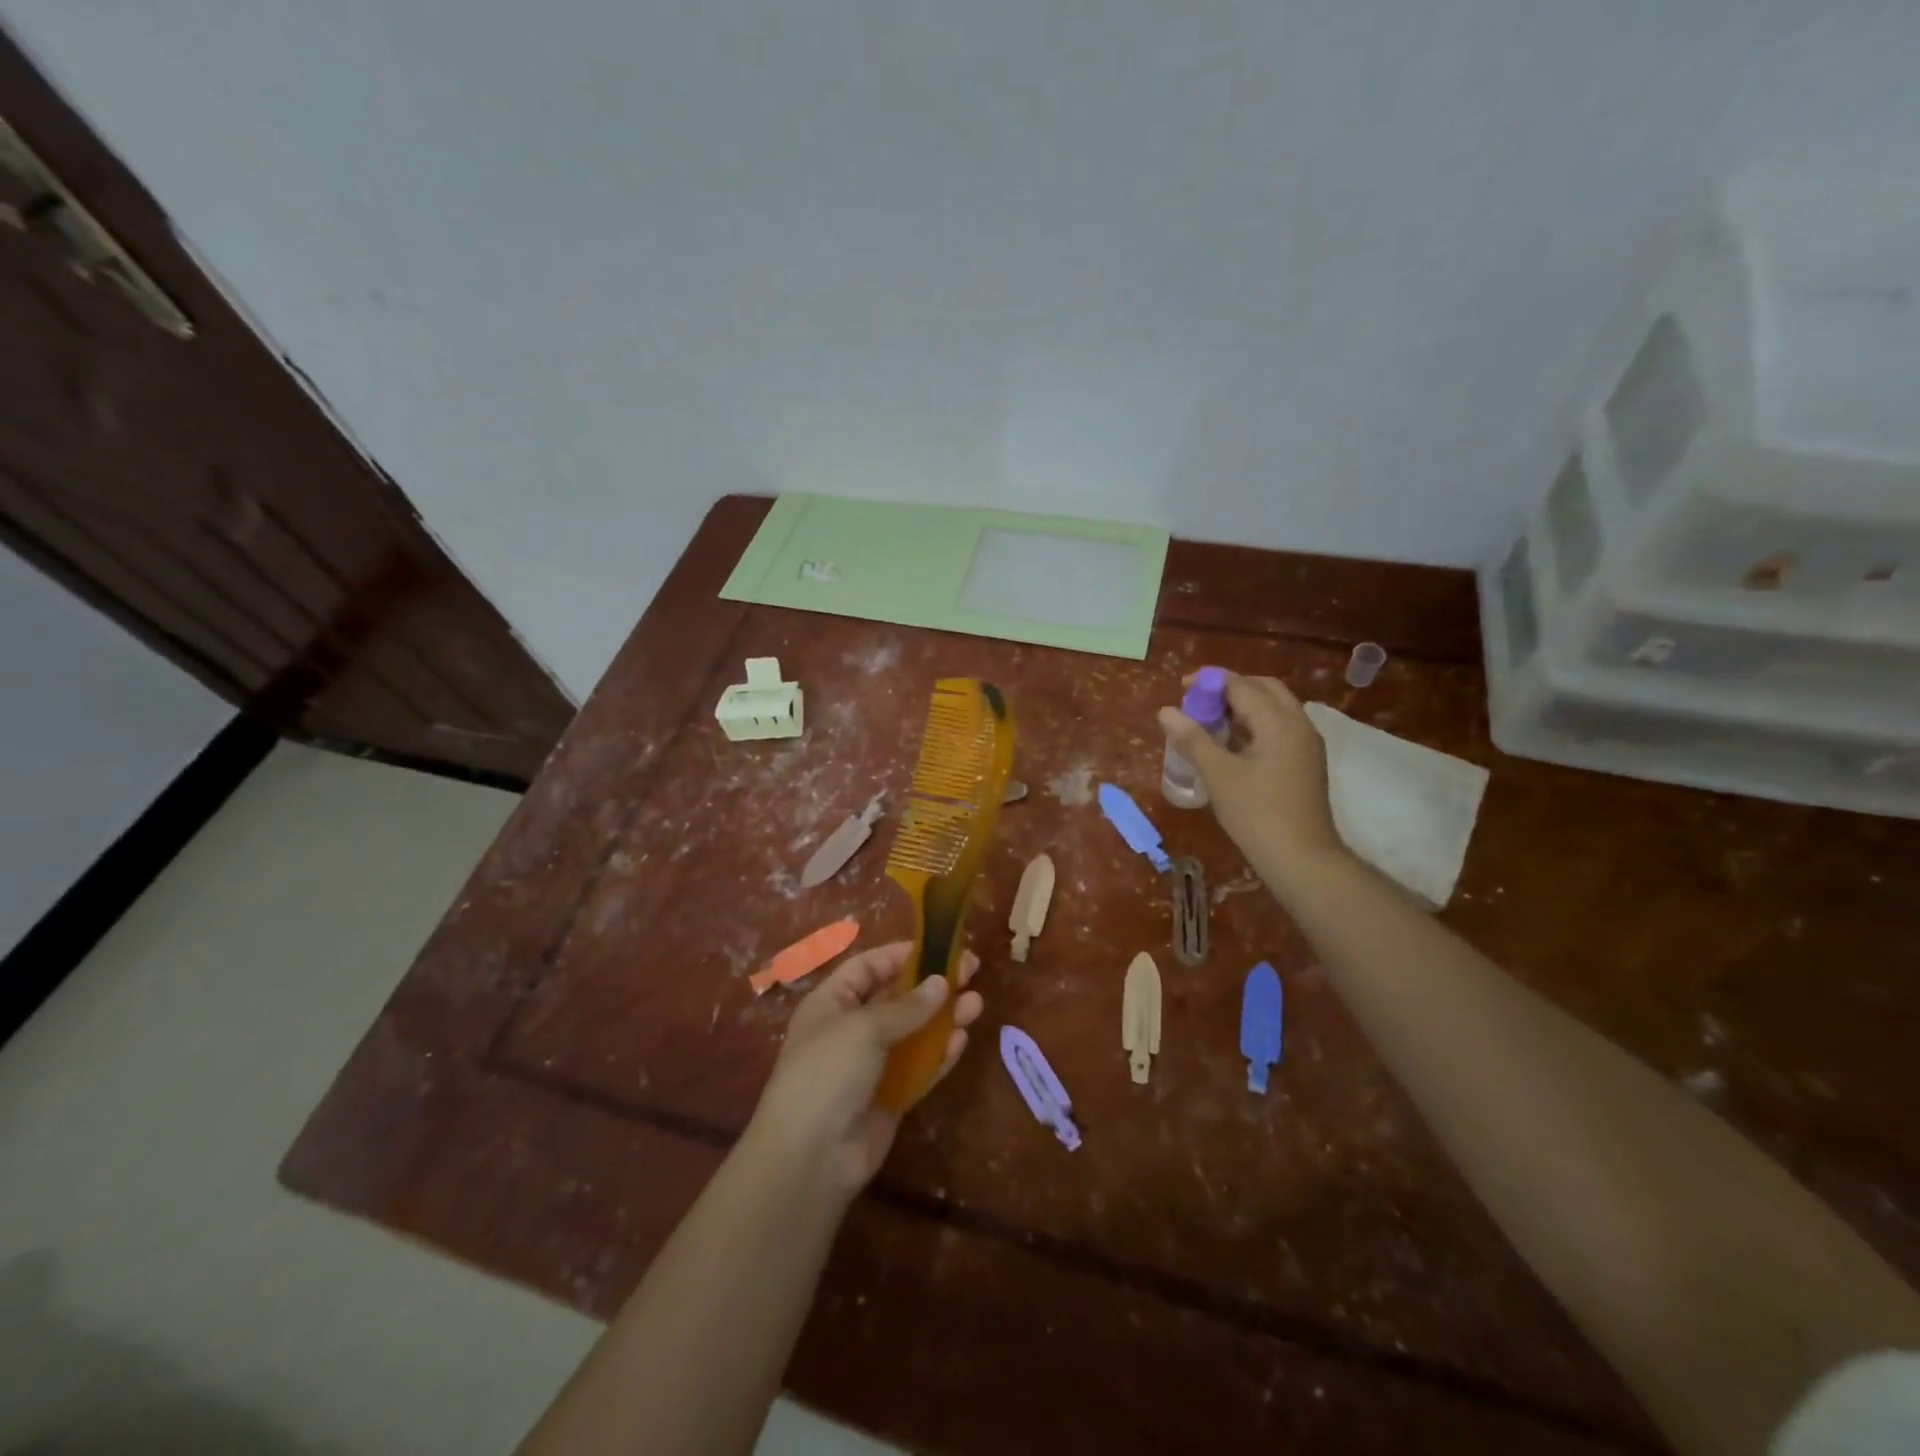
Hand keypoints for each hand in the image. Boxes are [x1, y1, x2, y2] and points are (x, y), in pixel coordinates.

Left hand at [741, 942, 983, 1199]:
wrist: (811, 1157)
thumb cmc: (827, 1073)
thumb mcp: (863, 1028)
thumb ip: (906, 1006)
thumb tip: (941, 982)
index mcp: (832, 1002)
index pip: (868, 967)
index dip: (901, 955)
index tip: (938, 947)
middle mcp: (851, 1028)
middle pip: (897, 997)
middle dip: (932, 984)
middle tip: (971, 970)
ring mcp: (872, 1064)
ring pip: (914, 1032)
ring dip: (943, 1017)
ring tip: (976, 1003)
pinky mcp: (890, 1096)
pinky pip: (920, 1067)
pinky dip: (940, 1053)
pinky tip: (961, 1039)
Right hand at [1158, 672, 1345, 870]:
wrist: (1302, 859)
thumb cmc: (1257, 813)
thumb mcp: (1218, 774)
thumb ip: (1192, 739)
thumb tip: (1166, 711)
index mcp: (1279, 722)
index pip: (1242, 686)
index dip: (1210, 682)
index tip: (1182, 688)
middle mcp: (1299, 724)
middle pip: (1265, 689)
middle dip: (1231, 688)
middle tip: (1199, 701)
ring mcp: (1306, 744)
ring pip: (1275, 708)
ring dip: (1244, 706)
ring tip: (1211, 721)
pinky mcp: (1306, 763)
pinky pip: (1279, 728)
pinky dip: (1255, 724)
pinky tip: (1232, 744)